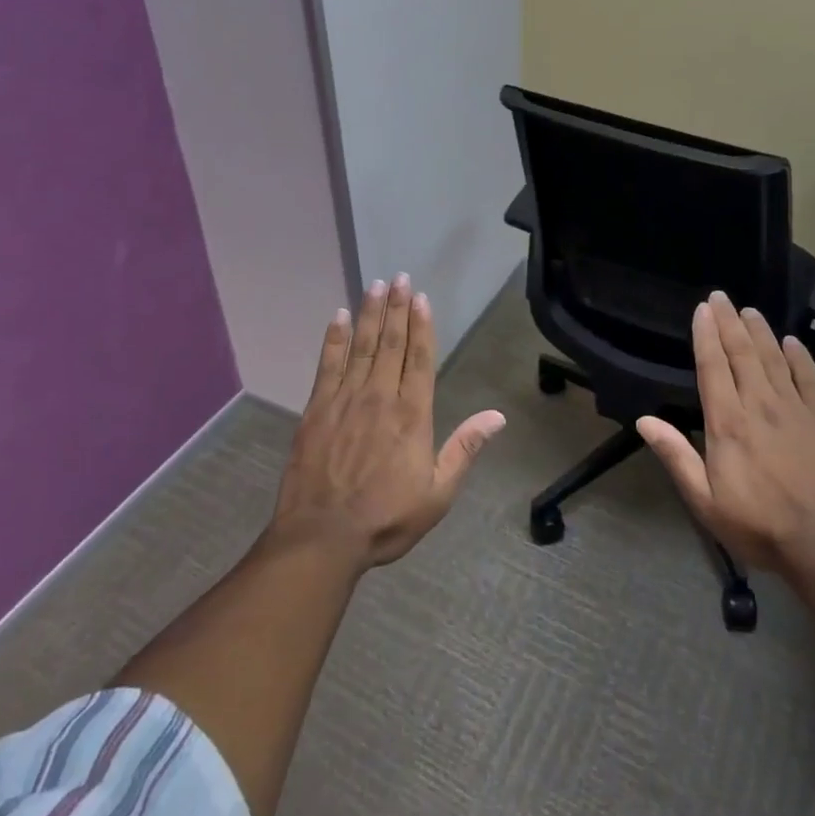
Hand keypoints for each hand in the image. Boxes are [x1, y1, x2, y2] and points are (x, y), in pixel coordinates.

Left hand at [268, 275, 504, 570]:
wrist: (322, 537)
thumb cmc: (385, 518)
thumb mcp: (437, 493)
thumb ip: (464, 450)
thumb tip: (497, 416)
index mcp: (412, 415)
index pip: (419, 358)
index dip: (421, 325)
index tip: (421, 298)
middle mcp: (380, 397)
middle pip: (391, 343)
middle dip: (397, 308)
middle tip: (400, 277)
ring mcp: (345, 399)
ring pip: (362, 346)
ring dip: (371, 313)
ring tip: (376, 284)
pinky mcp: (317, 408)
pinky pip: (328, 364)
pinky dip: (335, 338)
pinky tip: (340, 316)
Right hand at [637, 292, 814, 575]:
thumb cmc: (759, 527)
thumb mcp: (705, 502)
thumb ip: (676, 457)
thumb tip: (644, 420)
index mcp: (728, 423)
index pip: (713, 366)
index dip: (706, 335)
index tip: (701, 309)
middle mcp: (759, 405)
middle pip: (742, 353)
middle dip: (729, 322)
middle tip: (721, 296)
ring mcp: (795, 410)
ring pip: (773, 359)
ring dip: (759, 331)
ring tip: (749, 310)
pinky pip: (809, 379)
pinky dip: (799, 357)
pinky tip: (792, 342)